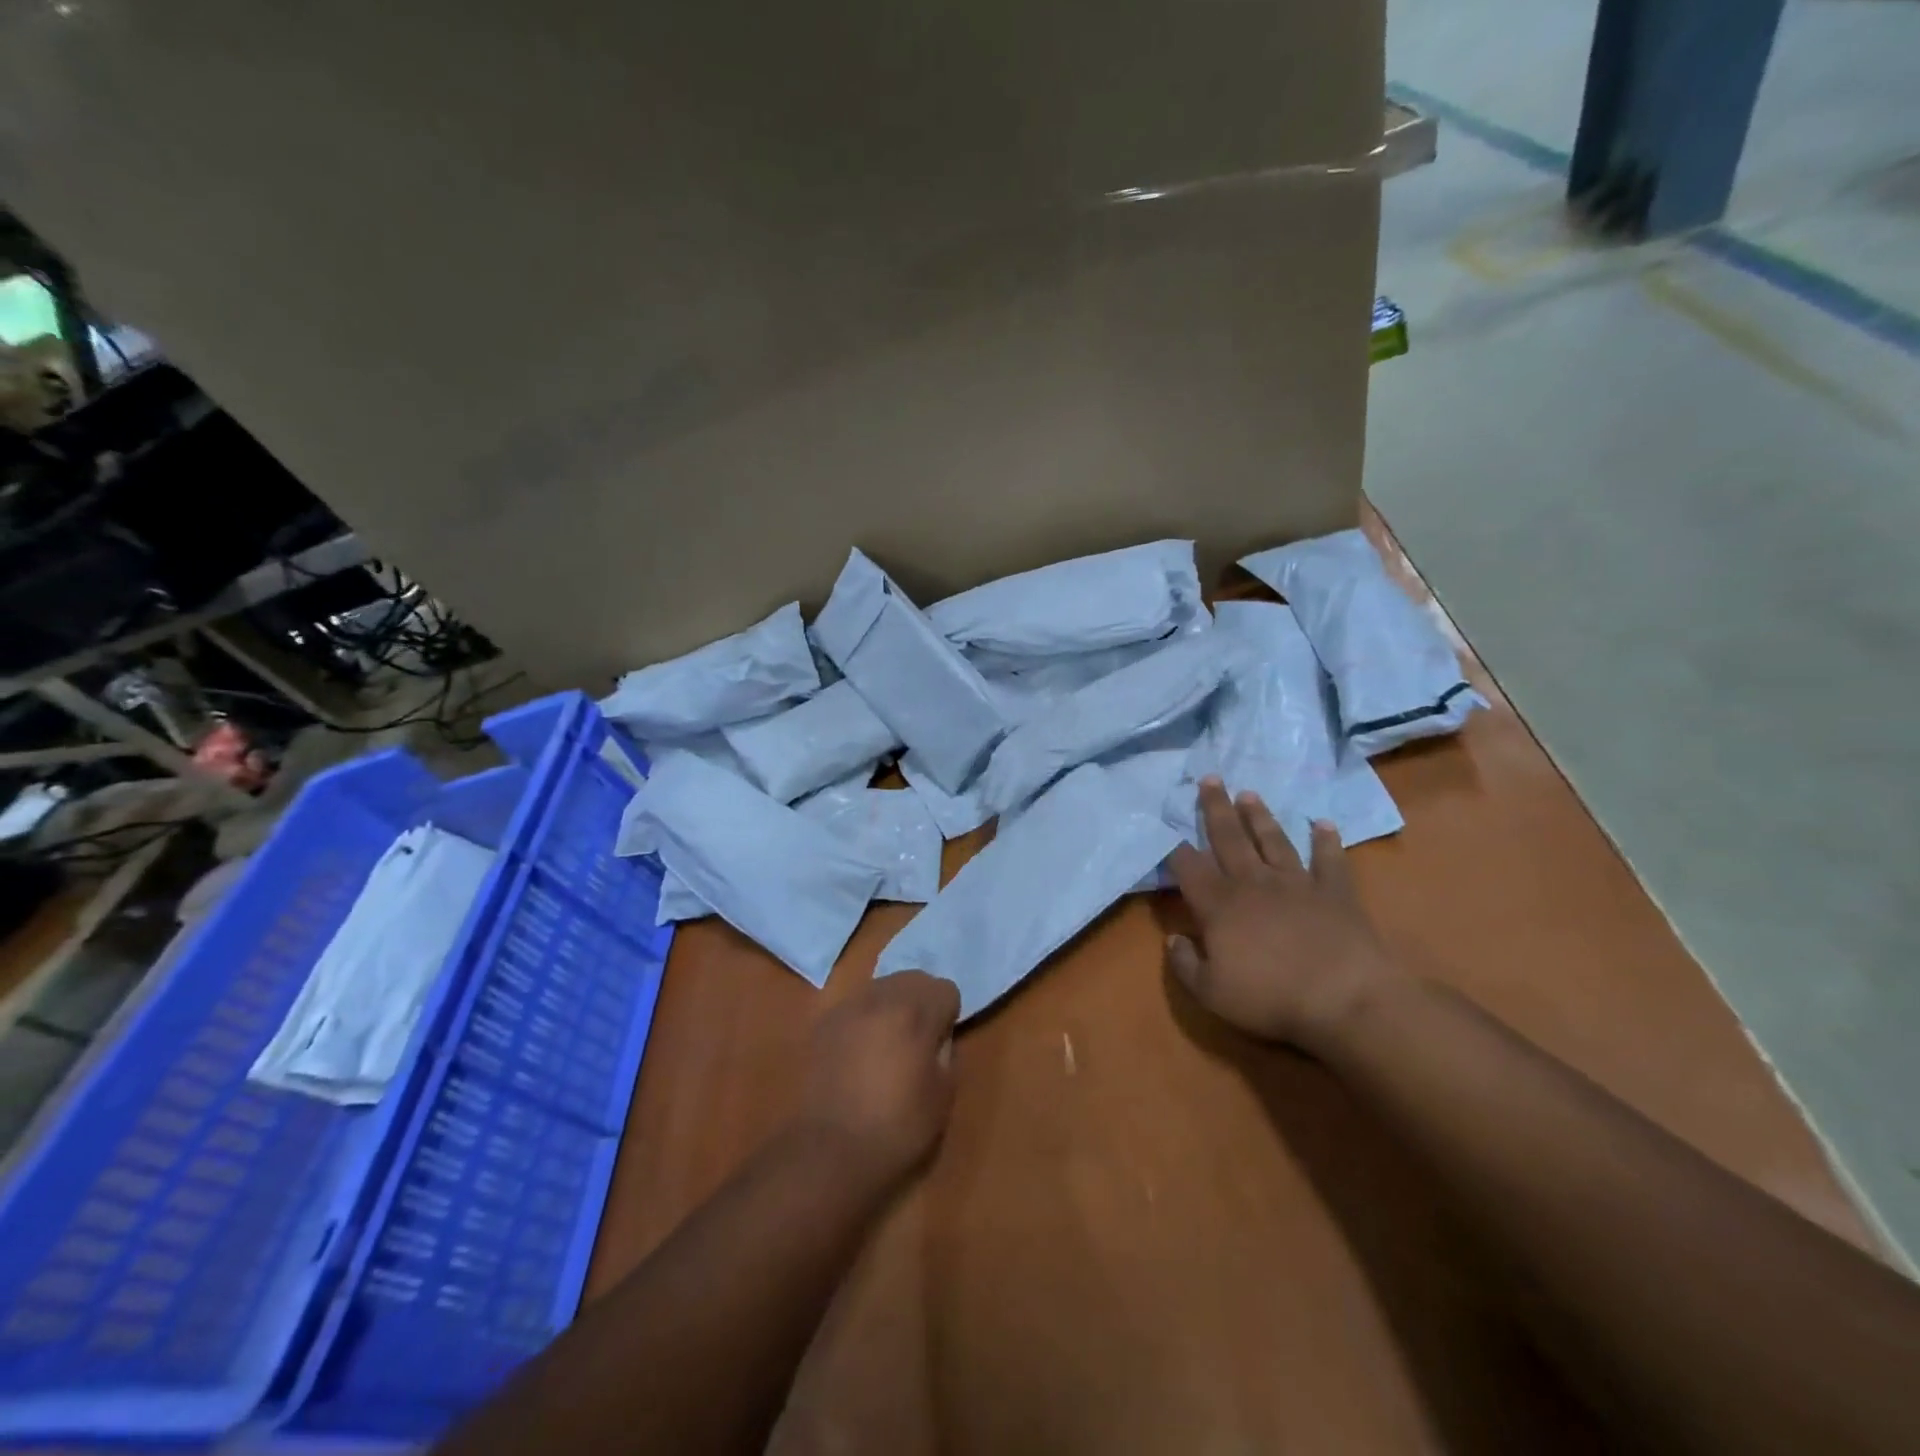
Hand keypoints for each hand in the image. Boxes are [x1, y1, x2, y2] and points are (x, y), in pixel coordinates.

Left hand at [794, 971, 960, 1188]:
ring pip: (882, 986)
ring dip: (893, 1005)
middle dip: (922, 1002)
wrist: (829, 1151)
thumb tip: (938, 1039)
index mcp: (916, 1012)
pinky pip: (855, 1005)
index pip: (946, 988)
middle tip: (919, 1039)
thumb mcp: (942, 1096)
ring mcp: (849, 1007)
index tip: (941, 1043)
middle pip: (914, 979)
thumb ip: (947, 1054)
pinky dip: (865, 1018)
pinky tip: (860, 1052)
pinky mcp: (824, 1023)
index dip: (949, 1015)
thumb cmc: (896, 1128)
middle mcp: (882, 997)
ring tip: (888, 1043)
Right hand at [1167, 778, 1402, 1052]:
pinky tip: (1323, 824)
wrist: (1347, 999)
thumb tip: (1173, 939)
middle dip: (1216, 808)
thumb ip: (1185, 964)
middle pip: (1228, 838)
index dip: (1175, 850)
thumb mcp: (1211, 993)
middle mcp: (1253, 882)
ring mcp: (1296, 882)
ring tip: (1250, 794)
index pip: (1189, 867)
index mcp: (1219, 904)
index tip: (1167, 832)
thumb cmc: (1271, 998)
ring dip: (1260, 817)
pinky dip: (1326, 840)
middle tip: (1210, 779)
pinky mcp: (1335, 891)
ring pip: (1272, 840)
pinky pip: (1329, 859)